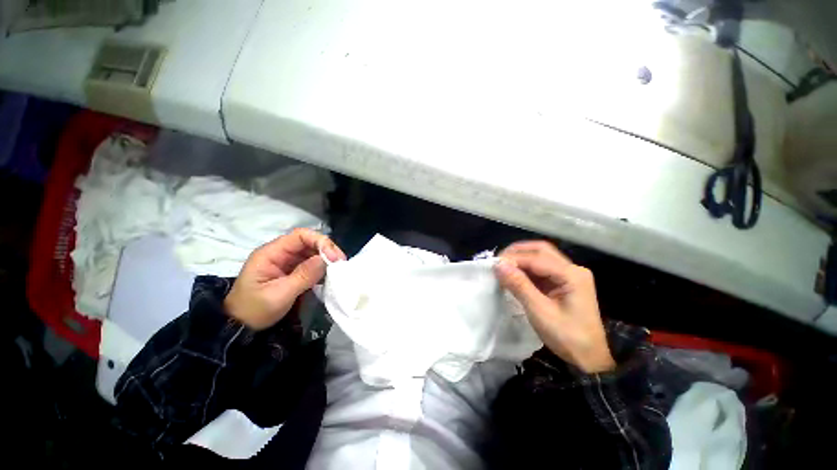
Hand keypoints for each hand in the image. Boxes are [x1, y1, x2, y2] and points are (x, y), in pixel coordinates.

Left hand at [224, 228, 345, 329]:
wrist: (240, 327)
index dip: (320, 241)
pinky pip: (312, 264)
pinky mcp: (293, 272)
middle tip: (341, 263)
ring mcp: (287, 262)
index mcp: (271, 253)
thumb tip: (326, 259)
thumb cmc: (255, 310)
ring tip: (338, 270)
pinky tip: (330, 276)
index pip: (300, 236)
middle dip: (327, 250)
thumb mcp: (279, 295)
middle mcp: (281, 253)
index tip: (334, 257)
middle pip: (309, 242)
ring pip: (312, 253)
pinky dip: (323, 269)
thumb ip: (303, 276)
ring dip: (327, 259)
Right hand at [494, 241, 614, 373]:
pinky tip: (514, 274)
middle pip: (541, 251)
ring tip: (503, 267)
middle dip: (518, 252)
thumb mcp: (540, 311)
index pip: (538, 258)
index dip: (514, 258)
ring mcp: (569, 275)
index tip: (494, 264)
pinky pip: (541, 269)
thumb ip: (519, 285)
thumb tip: (499, 265)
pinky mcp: (563, 283)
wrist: (589, 359)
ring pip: (540, 258)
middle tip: (498, 260)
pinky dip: (525, 269)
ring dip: (521, 259)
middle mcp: (573, 269)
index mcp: (572, 275)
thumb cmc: (567, 337)